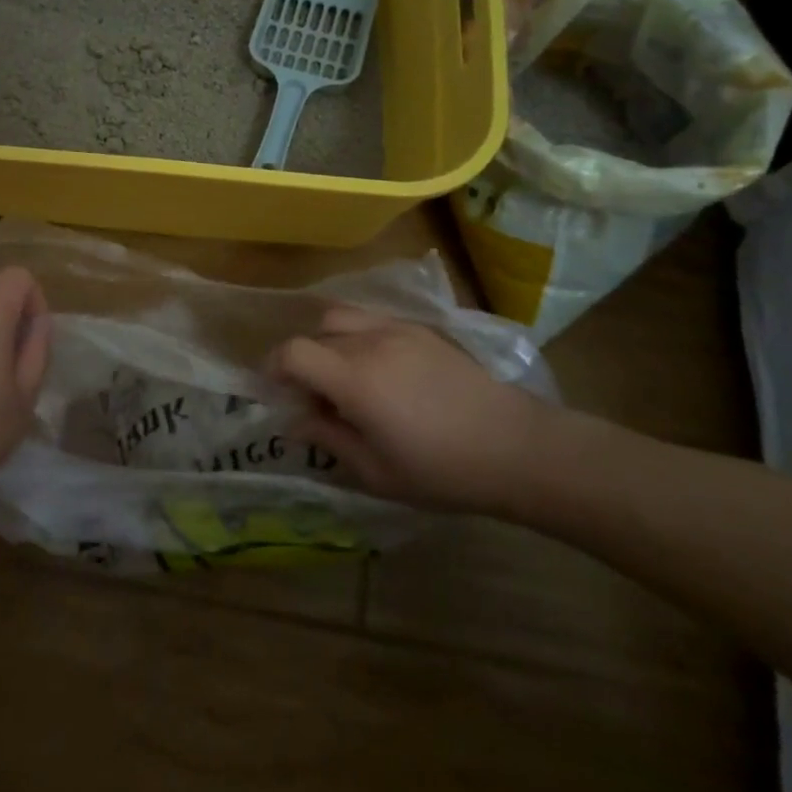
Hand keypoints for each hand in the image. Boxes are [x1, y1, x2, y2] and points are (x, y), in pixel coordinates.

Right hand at [268, 306, 560, 513]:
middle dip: (302, 362)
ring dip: (328, 342)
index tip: (275, 391)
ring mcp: (399, 330)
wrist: (517, 448)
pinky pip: (372, 320)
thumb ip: (329, 439)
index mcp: (355, 379)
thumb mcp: (376, 472)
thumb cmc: (443, 471)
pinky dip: (358, 337)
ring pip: (342, 318)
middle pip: (315, 334)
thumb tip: (295, 421)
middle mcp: (371, 343)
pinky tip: (379, 371)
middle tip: (315, 398)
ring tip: (344, 377)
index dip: (274, 367)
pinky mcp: (422, 329)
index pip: (293, 352)